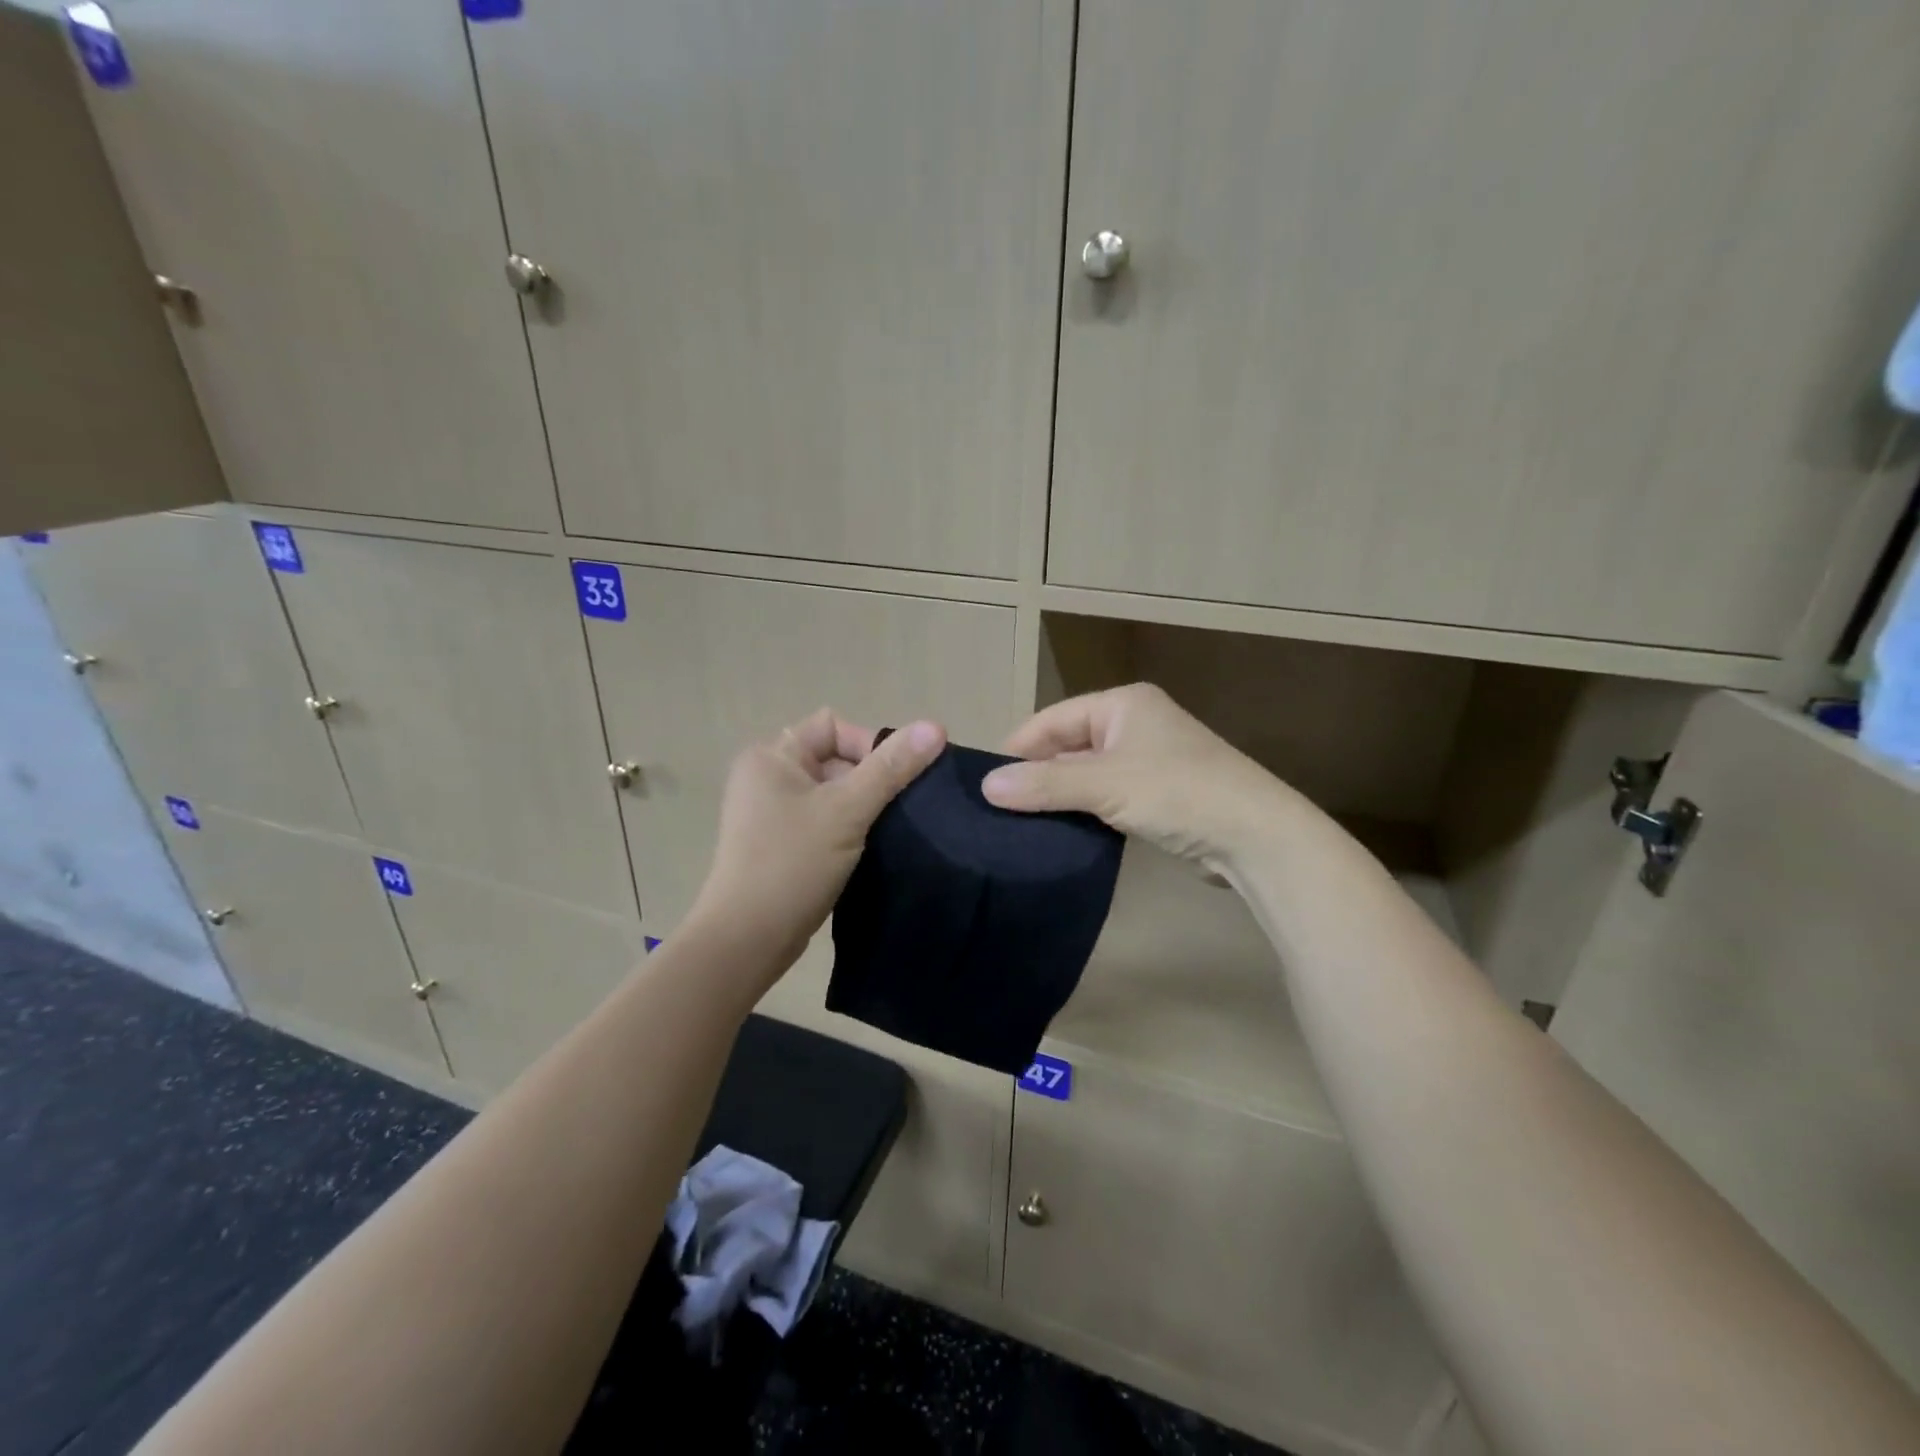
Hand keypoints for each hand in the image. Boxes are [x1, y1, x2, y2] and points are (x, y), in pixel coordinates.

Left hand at [685, 709, 945, 980]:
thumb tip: (936, 726)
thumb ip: (892, 767)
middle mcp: (767, 777)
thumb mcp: (848, 810)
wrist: (747, 940)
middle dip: (870, 780)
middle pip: (836, 758)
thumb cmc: (793, 864)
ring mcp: (771, 813)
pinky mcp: (780, 844)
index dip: (870, 745)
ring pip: (834, 793)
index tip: (894, 780)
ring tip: (887, 831)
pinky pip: (824, 820)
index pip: (834, 726)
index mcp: (772, 756)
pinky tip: (869, 850)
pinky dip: (848, 829)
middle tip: (896, 810)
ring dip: (863, 807)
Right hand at [981, 683, 1294, 868]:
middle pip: (1067, 745)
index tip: (985, 784)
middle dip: (1036, 775)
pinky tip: (1059, 833)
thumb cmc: (1178, 792)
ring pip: (1086, 774)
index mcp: (1121, 704)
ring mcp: (1148, 760)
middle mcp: (1133, 724)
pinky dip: (1084, 811)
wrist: (1256, 836)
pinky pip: (1106, 796)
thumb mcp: (1105, 784)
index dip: (1017, 748)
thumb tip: (987, 787)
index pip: (1052, 719)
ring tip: (1019, 824)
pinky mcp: (1157, 795)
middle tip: (998, 809)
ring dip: (1058, 796)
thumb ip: (1045, 784)